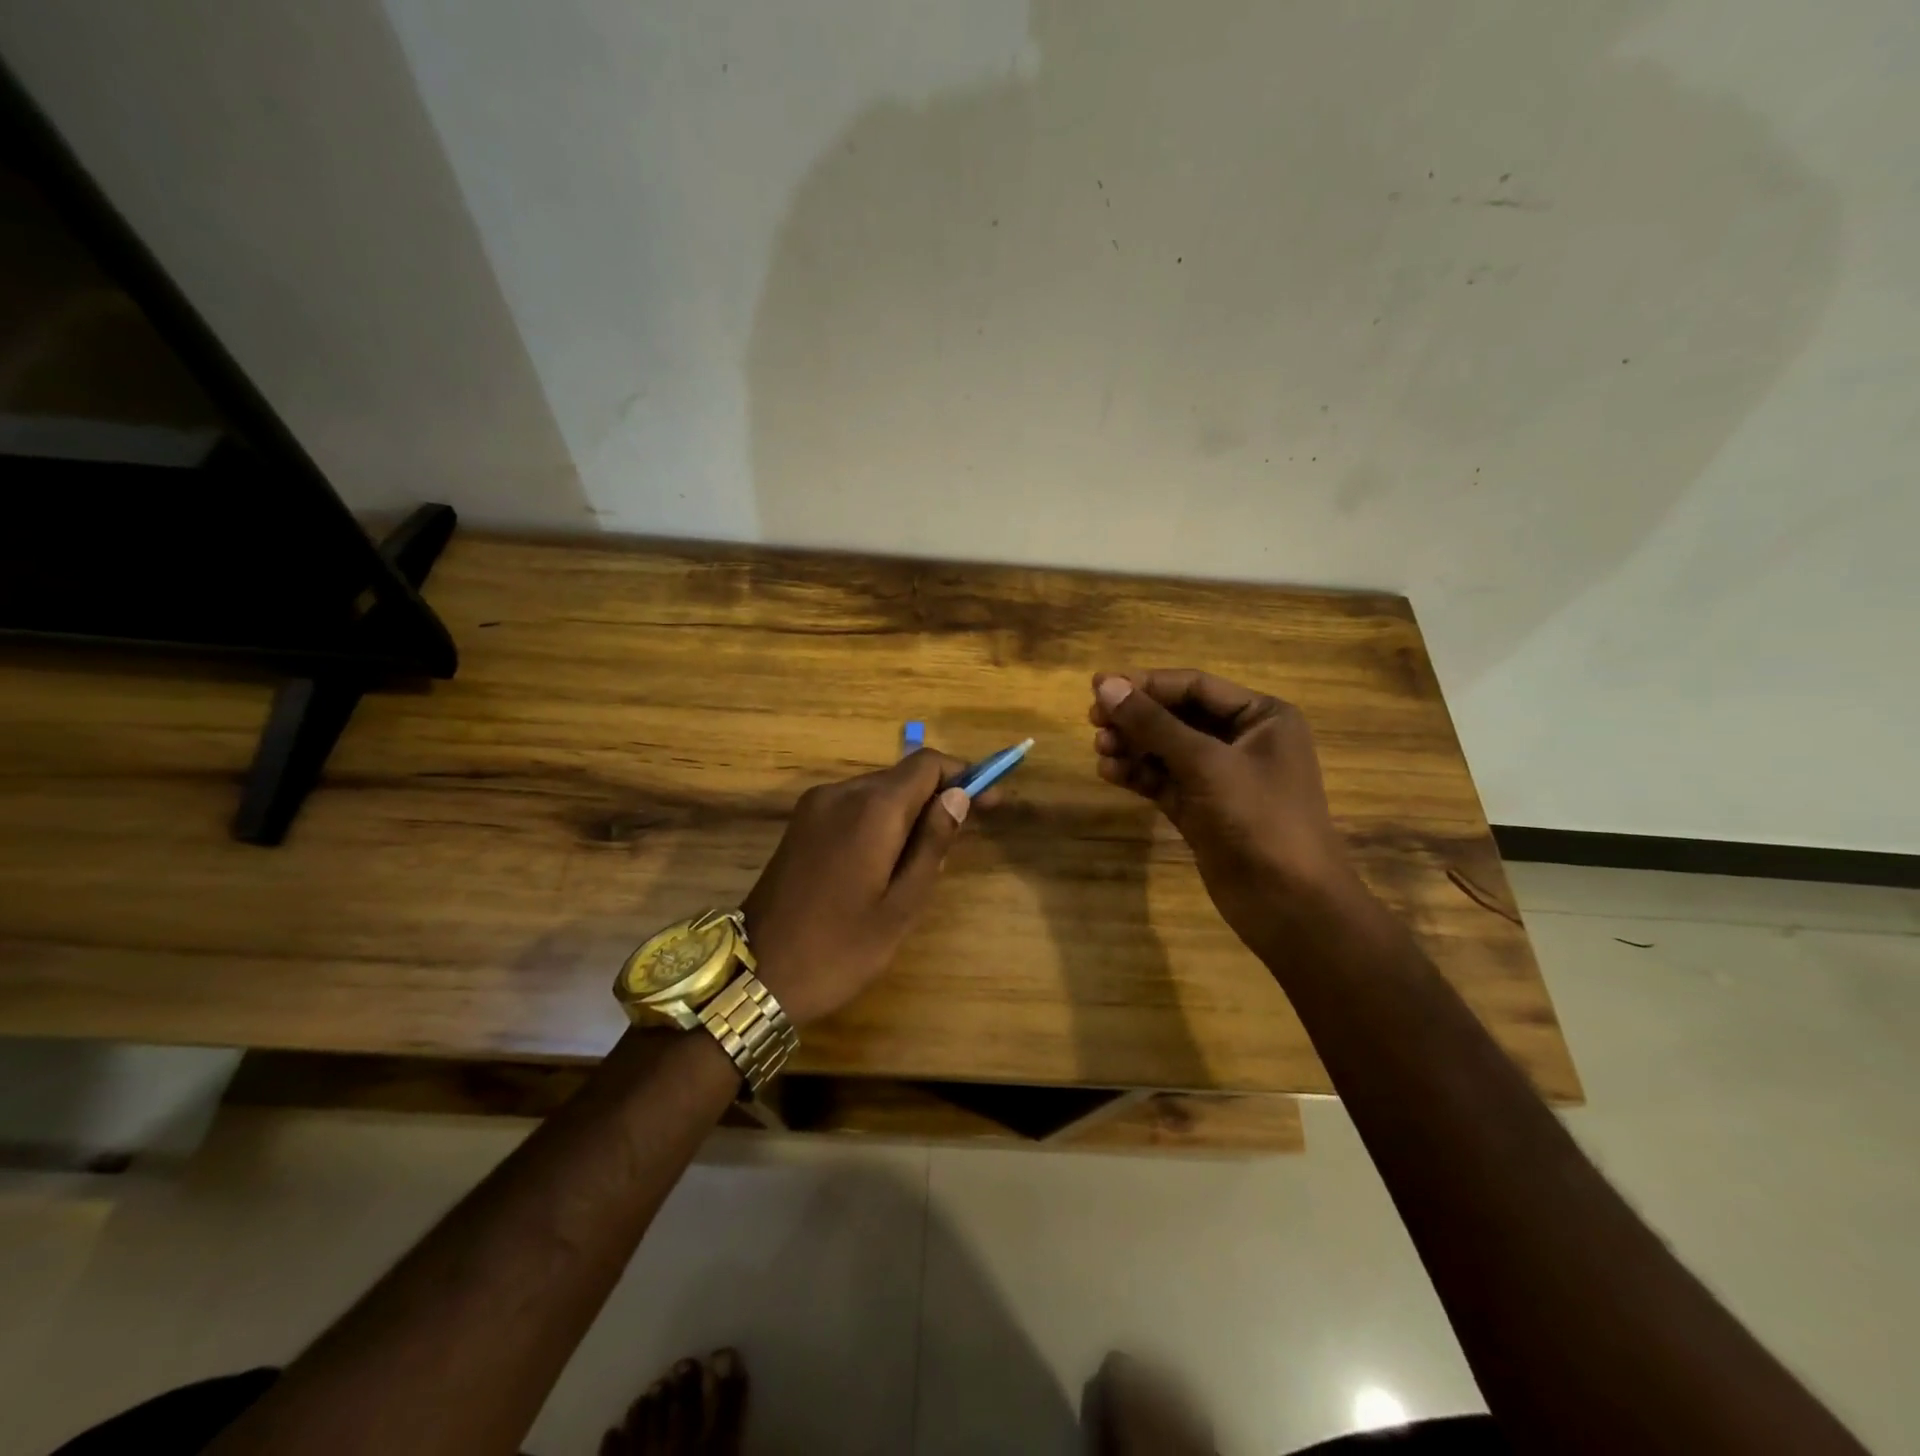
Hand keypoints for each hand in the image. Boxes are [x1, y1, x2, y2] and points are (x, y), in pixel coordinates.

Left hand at [741, 749, 980, 1027]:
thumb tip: (958, 796)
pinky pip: (853, 806)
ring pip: (877, 790)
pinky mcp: (800, 823)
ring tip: (926, 858)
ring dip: (909, 810)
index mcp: (870, 809)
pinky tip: (886, 859)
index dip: (964, 774)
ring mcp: (814, 806)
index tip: (990, 801)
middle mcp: (840, 793)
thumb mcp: (901, 905)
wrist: (756, 975)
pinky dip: (880, 819)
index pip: (927, 764)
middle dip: (939, 794)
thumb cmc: (839, 949)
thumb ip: (932, 844)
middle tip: (965, 835)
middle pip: (902, 775)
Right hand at [1089, 669, 1369, 949]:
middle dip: (1136, 718)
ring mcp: (1221, 778)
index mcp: (1261, 717)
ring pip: (1166, 750)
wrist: (1289, 904)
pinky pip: (1164, 780)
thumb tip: (1106, 685)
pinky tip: (1109, 773)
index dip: (1146, 684)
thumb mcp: (1205, 763)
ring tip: (1100, 751)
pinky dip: (1138, 775)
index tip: (1098, 687)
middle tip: (1093, 722)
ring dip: (1132, 746)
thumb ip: (1153, 724)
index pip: (1194, 686)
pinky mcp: (1202, 809)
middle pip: (1177, 716)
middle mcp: (1243, 740)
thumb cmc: (1258, 819)